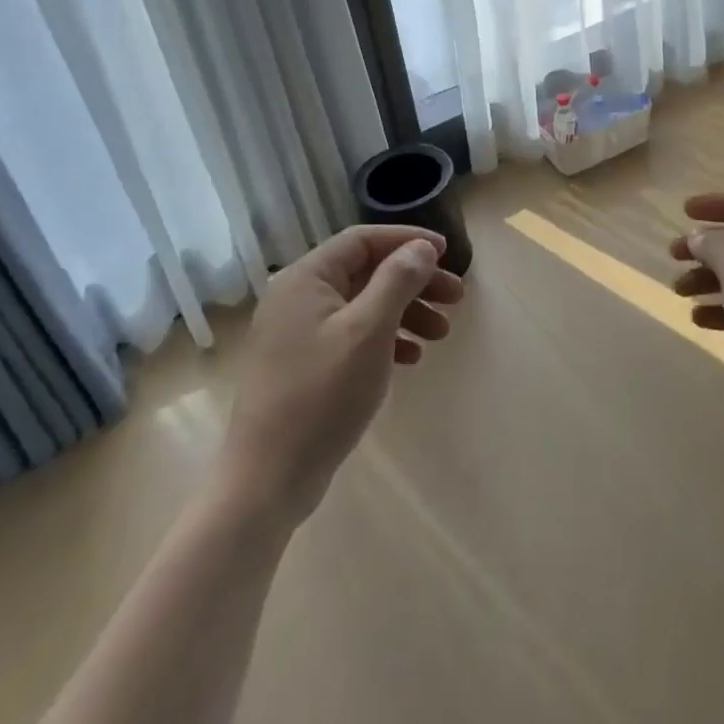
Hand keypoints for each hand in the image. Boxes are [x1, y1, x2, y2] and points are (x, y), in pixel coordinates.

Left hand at [222, 226, 463, 526]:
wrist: (267, 482)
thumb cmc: (321, 396)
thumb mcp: (368, 332)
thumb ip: (397, 281)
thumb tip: (421, 247)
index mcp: (306, 278)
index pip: (363, 240)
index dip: (407, 241)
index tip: (447, 252)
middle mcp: (298, 297)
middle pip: (366, 272)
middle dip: (414, 281)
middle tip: (456, 298)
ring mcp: (298, 333)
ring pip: (363, 305)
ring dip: (405, 312)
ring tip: (442, 333)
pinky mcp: (303, 365)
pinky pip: (352, 335)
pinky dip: (385, 339)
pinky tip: (412, 358)